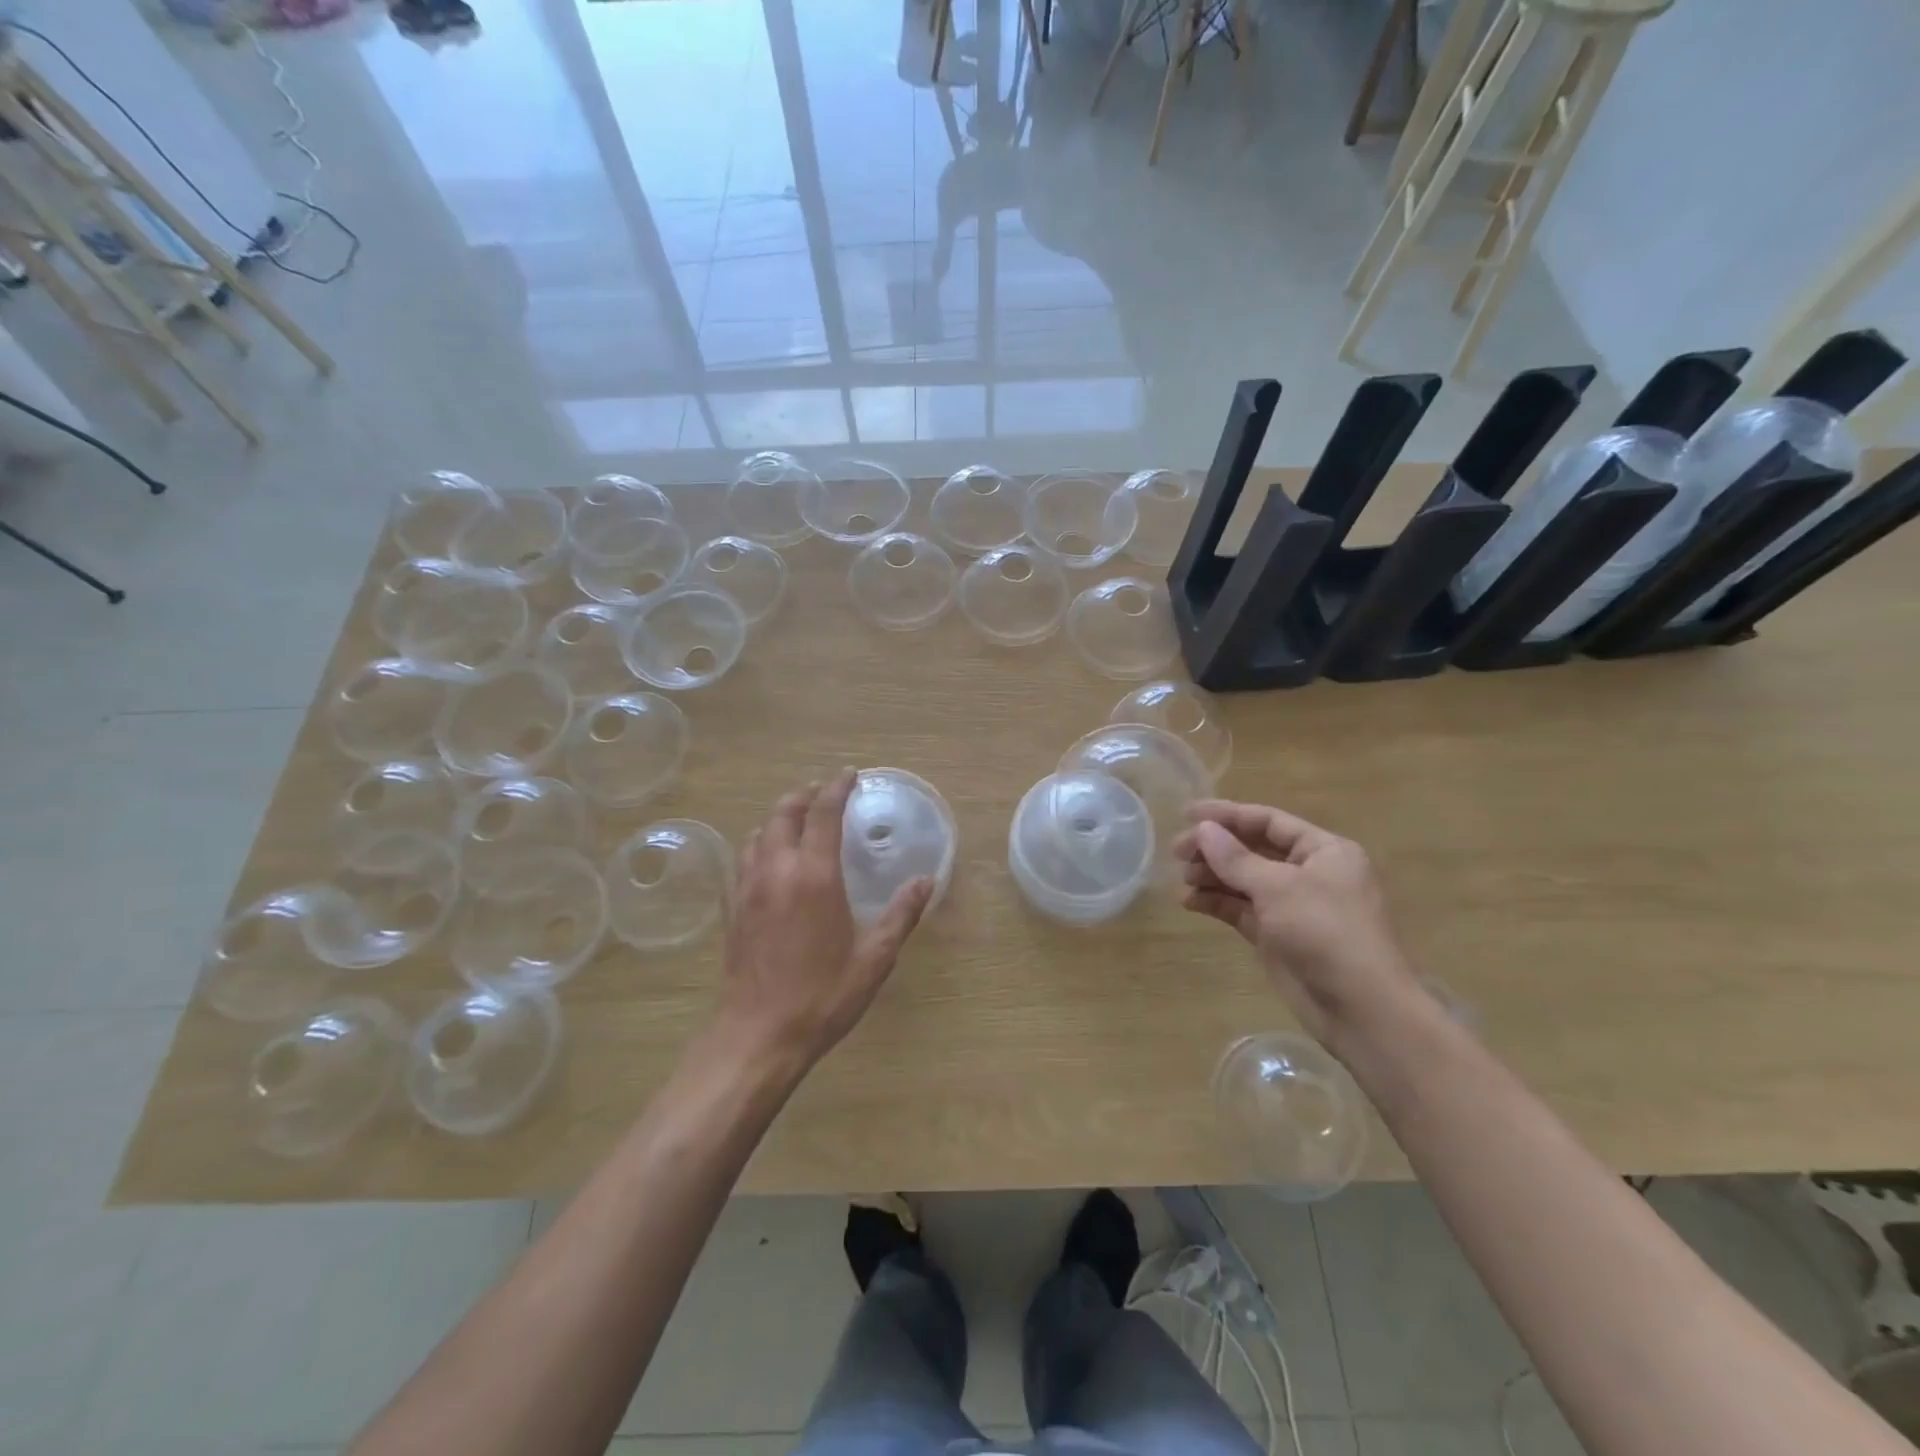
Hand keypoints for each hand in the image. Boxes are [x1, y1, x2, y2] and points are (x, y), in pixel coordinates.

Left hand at [717, 769, 934, 1071]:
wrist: (757, 1036)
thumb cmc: (822, 997)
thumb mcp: (874, 958)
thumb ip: (901, 915)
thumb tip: (925, 881)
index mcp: (814, 877)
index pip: (823, 814)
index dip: (837, 788)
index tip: (850, 775)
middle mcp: (777, 871)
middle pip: (784, 813)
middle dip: (805, 794)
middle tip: (824, 791)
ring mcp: (749, 888)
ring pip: (759, 832)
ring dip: (780, 816)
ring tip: (799, 819)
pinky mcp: (734, 908)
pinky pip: (745, 857)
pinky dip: (762, 842)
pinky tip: (773, 858)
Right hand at [1173, 799, 1418, 1046]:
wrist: (1360, 1009)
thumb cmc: (1326, 933)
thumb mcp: (1279, 888)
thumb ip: (1236, 858)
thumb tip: (1203, 829)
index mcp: (1323, 851)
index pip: (1268, 821)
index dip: (1227, 815)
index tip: (1187, 813)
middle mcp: (1309, 872)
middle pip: (1253, 849)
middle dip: (1215, 848)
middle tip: (1177, 852)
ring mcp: (1292, 906)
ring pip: (1244, 880)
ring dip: (1212, 875)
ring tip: (1183, 878)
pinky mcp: (1277, 935)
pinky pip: (1241, 909)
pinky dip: (1216, 903)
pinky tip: (1189, 901)